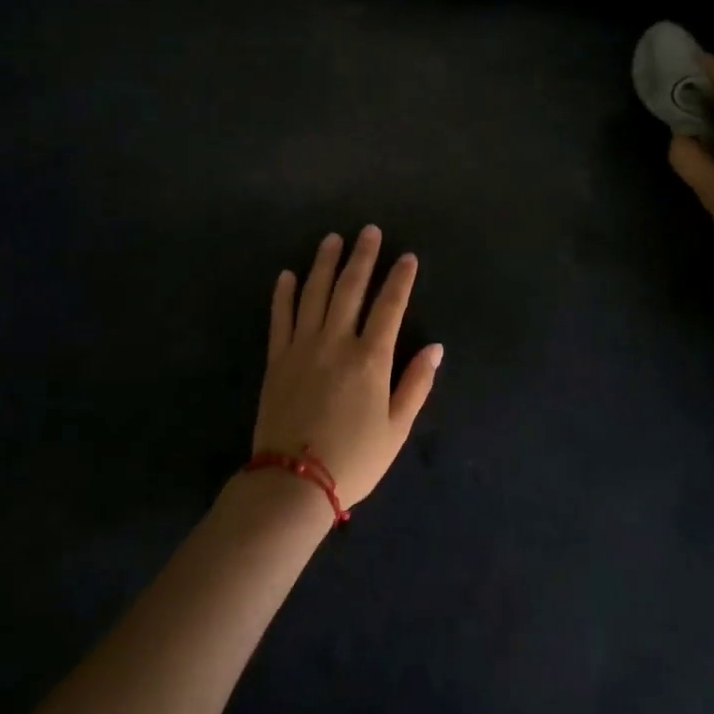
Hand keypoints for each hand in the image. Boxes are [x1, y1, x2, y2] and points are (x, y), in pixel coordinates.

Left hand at [253, 226, 442, 507]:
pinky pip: (280, 318)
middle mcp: (336, 342)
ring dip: (324, 264)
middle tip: (368, 231)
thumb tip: (436, 347)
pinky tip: (288, 274)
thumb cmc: (354, 459)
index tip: (407, 257)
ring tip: (332, 239)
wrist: (294, 482)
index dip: (400, 279)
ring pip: (314, 294)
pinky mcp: (277, 359)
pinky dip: (284, 294)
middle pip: (351, 288)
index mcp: (371, 359)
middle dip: (362, 257)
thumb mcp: (397, 428)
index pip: (389, 306)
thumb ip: (416, 384)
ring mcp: (302, 347)